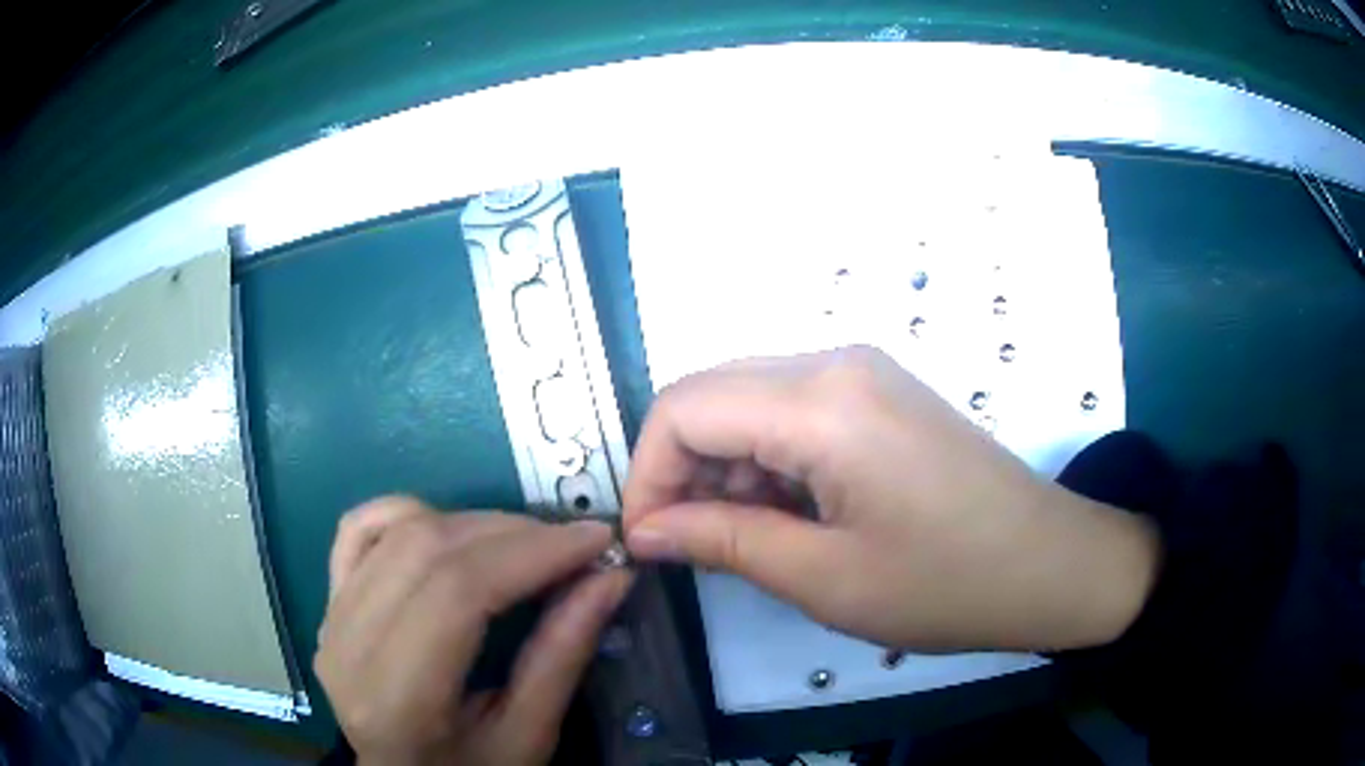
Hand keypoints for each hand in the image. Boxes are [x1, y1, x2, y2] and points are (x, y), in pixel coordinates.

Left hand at [316, 497, 631, 765]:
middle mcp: (348, 646)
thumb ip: (561, 656)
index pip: (457, 592)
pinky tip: (452, 531)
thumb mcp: (528, 736)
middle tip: (573, 545)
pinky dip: (411, 513)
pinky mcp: (329, 601)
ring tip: (526, 545)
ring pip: (398, 528)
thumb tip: (611, 578)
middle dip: (513, 533)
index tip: (595, 540)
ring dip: (473, 523)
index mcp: (397, 698)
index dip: (531, 553)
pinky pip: (360, 527)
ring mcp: (330, 617)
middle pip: (426, 548)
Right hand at [623, 347, 1159, 651]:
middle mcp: (834, 362)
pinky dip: (765, 458)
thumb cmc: (946, 583)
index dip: (646, 474)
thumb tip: (645, 530)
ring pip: (746, 399)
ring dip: (724, 466)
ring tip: (748, 537)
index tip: (649, 541)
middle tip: (692, 544)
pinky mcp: (879, 391)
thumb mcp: (824, 578)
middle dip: (680, 468)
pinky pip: (790, 408)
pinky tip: (790, 510)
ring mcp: (862, 370)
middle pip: (709, 394)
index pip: (682, 408)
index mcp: (821, 402)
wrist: (1050, 563)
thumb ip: (721, 542)